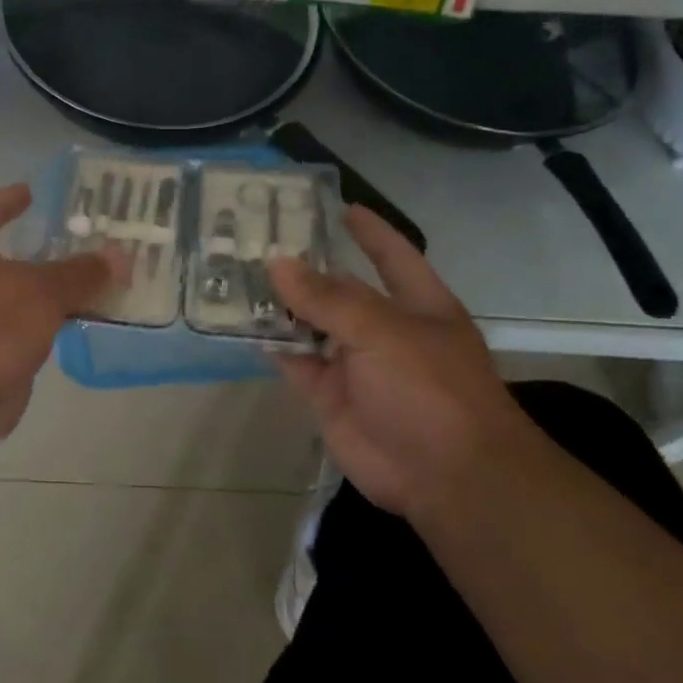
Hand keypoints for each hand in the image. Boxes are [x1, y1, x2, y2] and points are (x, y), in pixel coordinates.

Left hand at [0, 185, 121, 444]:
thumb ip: (80, 273)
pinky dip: (43, 326)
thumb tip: (120, 257)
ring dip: (47, 293)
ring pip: (16, 296)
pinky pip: (18, 331)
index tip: (33, 191)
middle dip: (43, 250)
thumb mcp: (41, 292)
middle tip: (83, 241)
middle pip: (6, 254)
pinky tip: (73, 324)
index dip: (12, 198)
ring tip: (89, 283)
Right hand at [269, 206, 535, 523]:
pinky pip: (294, 361)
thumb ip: (327, 298)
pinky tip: (240, 322)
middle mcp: (385, 330)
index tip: (339, 207)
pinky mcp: (328, 395)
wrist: (443, 476)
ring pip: (310, 325)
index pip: (392, 256)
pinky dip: (271, 344)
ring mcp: (355, 364)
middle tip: (259, 239)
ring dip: (280, 304)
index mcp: (417, 305)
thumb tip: (277, 262)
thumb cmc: (429, 387)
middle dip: (306, 268)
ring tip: (238, 273)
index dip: (370, 232)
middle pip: (341, 290)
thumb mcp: (381, 331)